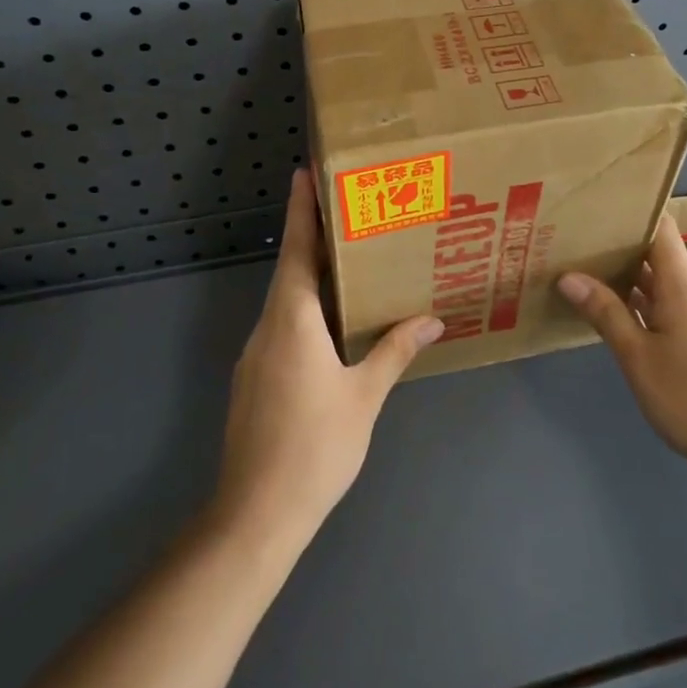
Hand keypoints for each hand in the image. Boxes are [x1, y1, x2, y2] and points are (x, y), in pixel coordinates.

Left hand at [213, 170, 442, 546]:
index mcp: (292, 321)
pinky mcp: (254, 379)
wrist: (256, 515)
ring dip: (312, 276)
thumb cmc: (316, 447)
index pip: (297, 250)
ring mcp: (255, 355)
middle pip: (291, 270)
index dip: (301, 210)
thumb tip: (432, 319)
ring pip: (286, 301)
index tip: (304, 172)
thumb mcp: (364, 396)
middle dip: (314, 237)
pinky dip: (306, 310)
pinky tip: (332, 324)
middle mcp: (268, 328)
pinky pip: (282, 327)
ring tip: (350, 261)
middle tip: (348, 211)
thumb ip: (394, 351)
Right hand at [557, 209, 686, 473]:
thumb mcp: (639, 358)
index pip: (660, 226)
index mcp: (681, 284)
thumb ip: (606, 313)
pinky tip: (611, 311)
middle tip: (571, 236)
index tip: (593, 205)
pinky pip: (664, 305)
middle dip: (616, 243)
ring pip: (658, 281)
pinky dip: (637, 301)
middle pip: (655, 252)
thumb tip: (568, 275)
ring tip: (581, 267)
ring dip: (624, 274)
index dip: (631, 210)